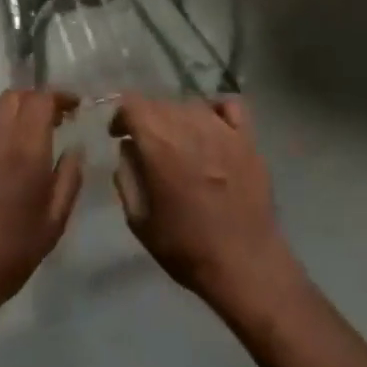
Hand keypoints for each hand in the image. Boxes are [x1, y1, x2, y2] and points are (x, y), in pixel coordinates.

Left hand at [0, 90, 83, 319]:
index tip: (73, 108)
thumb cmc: (10, 252)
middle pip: (15, 97)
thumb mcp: (54, 221)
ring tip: (22, 132)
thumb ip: (70, 177)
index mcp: (25, 148)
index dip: (60, 97)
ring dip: (11, 111)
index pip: (42, 99)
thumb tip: (74, 148)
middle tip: (50, 120)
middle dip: (36, 101)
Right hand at [110, 96, 303, 324]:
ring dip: (177, 117)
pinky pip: (229, 106)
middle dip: (147, 119)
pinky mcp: (248, 138)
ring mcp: (223, 130)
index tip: (118, 135)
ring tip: (178, 142)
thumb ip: (127, 177)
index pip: (133, 105)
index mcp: (160, 145)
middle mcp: (191, 126)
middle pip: (161, 103)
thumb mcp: (140, 220)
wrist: (243, 262)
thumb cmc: (186, 247)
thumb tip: (128, 149)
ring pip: (191, 104)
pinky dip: (214, 110)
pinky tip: (211, 128)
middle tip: (146, 146)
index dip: (121, 116)